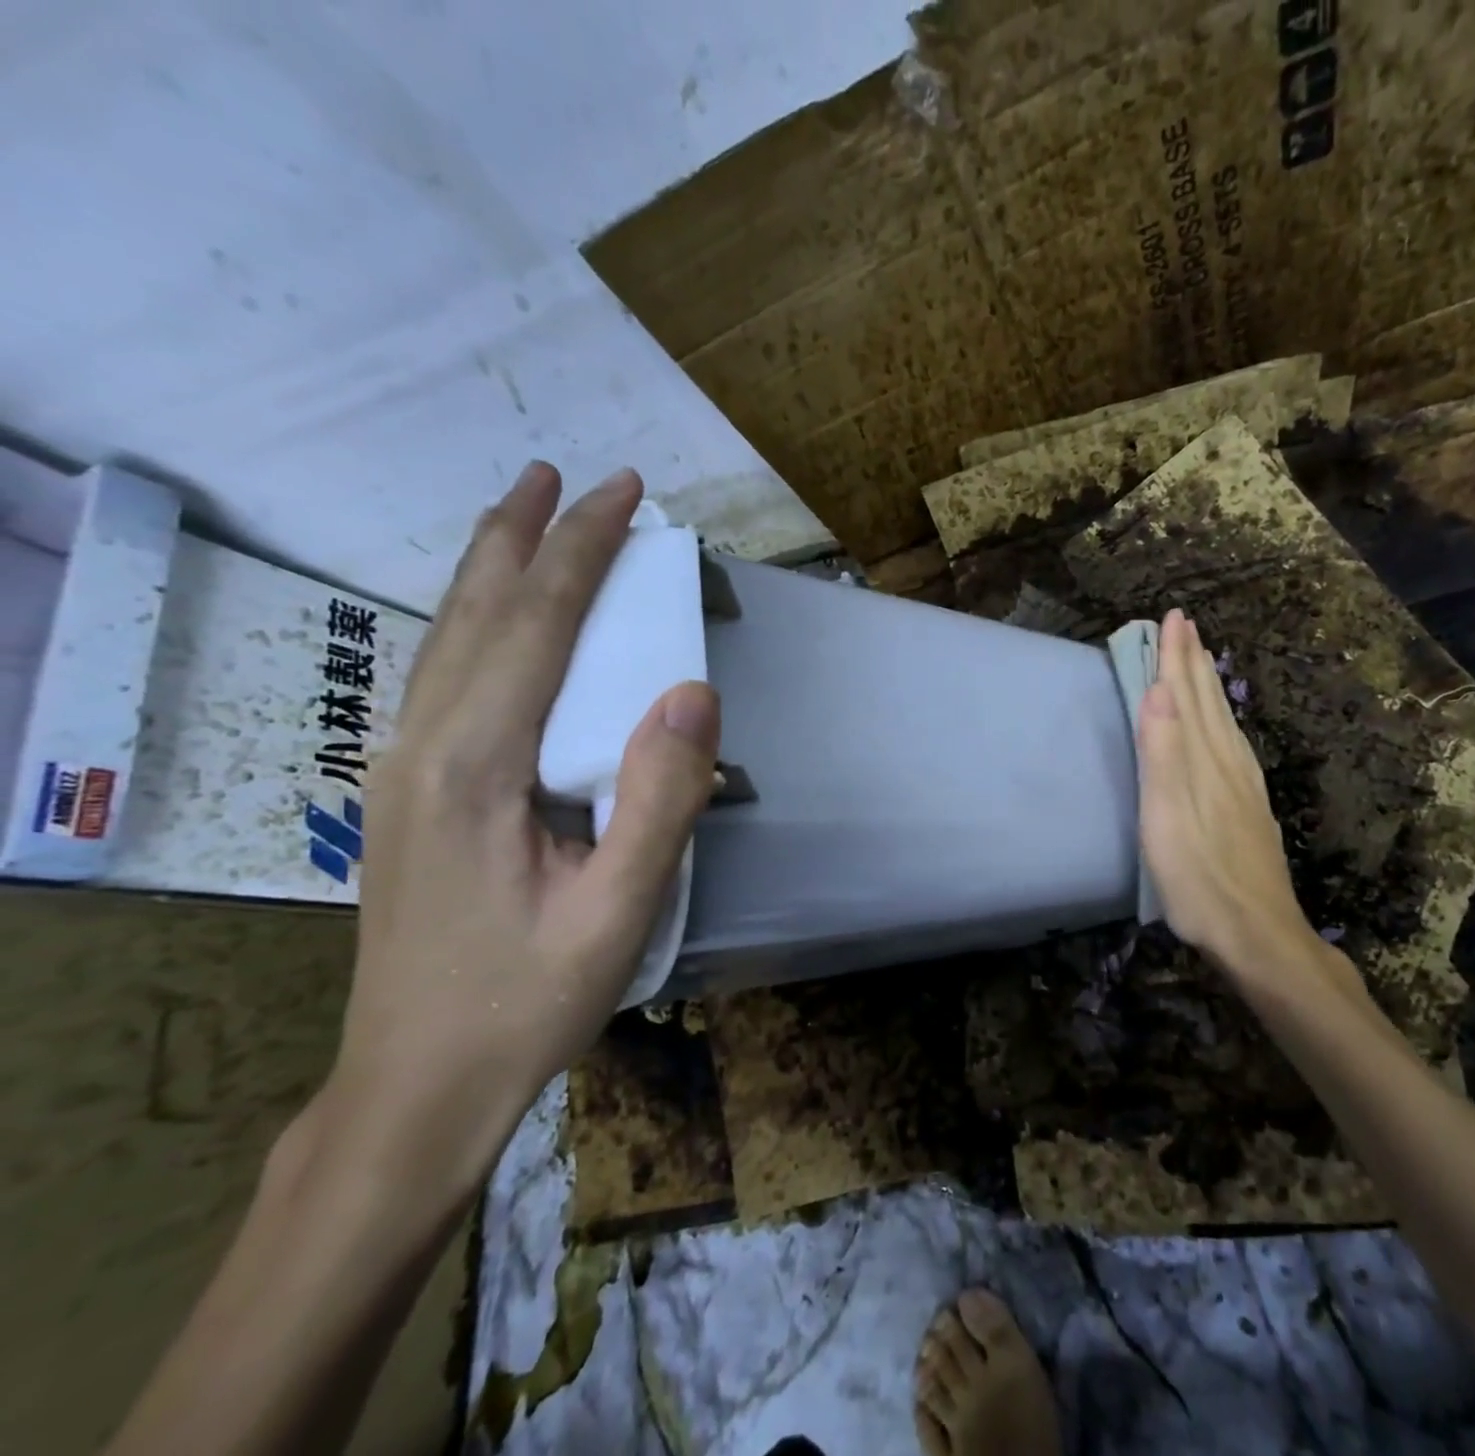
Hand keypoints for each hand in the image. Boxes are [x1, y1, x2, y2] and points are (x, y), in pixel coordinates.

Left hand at [329, 462, 718, 1200]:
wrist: (416, 1085)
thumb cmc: (527, 1001)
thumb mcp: (617, 912)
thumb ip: (659, 799)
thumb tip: (693, 692)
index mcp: (475, 767)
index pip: (535, 626)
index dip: (582, 551)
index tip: (625, 495)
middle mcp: (424, 748)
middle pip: (476, 612)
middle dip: (525, 535)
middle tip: (565, 475)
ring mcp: (403, 769)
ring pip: (447, 639)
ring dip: (491, 568)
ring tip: (525, 515)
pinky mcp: (408, 793)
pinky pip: (444, 675)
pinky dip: (477, 620)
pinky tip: (495, 620)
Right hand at [1136, 608, 1364, 1002]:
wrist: (1259, 934)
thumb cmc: (1199, 879)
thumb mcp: (1167, 819)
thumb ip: (1163, 754)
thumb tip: (1158, 690)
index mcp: (1203, 761)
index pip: (1186, 696)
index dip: (1176, 657)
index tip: (1171, 617)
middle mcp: (1227, 763)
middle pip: (1208, 702)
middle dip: (1193, 661)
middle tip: (1185, 625)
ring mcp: (1243, 786)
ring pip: (1223, 722)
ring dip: (1207, 686)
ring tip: (1200, 661)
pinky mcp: (1250, 807)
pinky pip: (1233, 745)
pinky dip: (1222, 721)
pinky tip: (1223, 727)